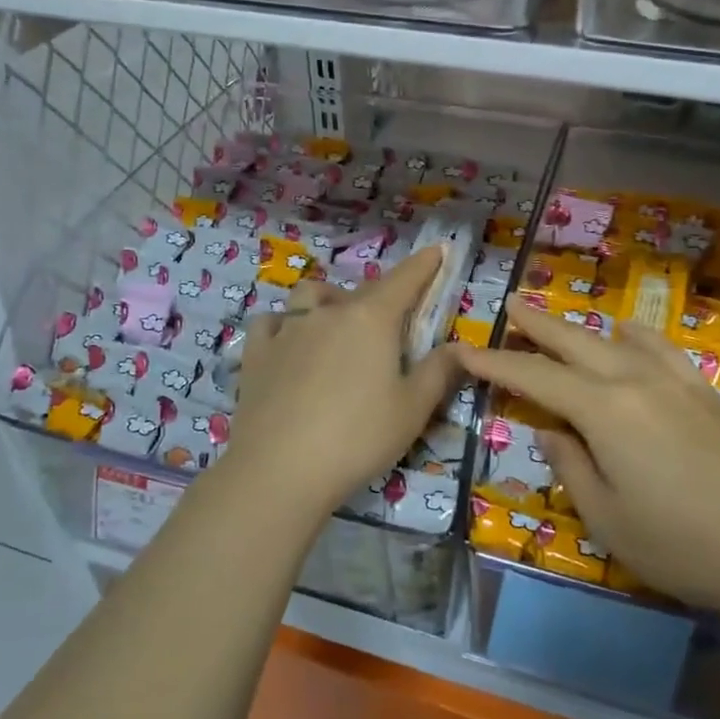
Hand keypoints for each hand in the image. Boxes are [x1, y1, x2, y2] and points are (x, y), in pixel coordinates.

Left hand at [230, 246, 459, 519]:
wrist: (279, 469)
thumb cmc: (358, 438)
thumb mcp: (412, 409)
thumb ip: (439, 372)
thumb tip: (462, 346)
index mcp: (372, 319)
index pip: (405, 279)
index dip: (425, 263)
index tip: (438, 249)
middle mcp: (330, 311)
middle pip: (362, 290)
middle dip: (382, 294)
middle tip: (392, 319)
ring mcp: (288, 328)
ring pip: (310, 296)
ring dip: (328, 300)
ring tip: (336, 324)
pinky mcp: (257, 351)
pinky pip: (272, 322)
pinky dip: (284, 324)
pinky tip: (288, 343)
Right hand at [456, 300, 719, 632]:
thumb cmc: (683, 545)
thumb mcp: (607, 518)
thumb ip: (570, 467)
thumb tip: (550, 431)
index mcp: (604, 409)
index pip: (535, 376)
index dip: (496, 362)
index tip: (465, 350)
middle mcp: (635, 379)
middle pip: (574, 340)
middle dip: (536, 323)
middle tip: (509, 304)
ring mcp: (674, 380)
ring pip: (614, 337)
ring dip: (580, 326)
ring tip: (558, 320)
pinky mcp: (703, 391)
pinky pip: (658, 346)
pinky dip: (632, 334)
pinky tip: (627, 334)